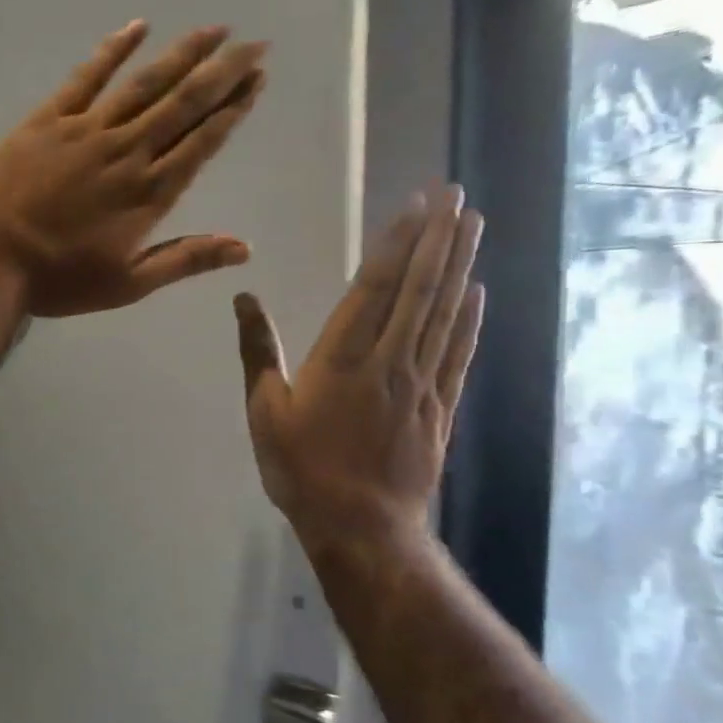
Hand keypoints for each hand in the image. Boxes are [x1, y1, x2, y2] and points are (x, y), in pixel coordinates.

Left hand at [0, 20, 268, 317]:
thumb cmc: (59, 278)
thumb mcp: (127, 284)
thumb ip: (185, 260)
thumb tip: (244, 248)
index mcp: (149, 192)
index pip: (202, 142)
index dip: (232, 110)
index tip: (257, 81)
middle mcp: (128, 151)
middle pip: (184, 103)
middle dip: (222, 72)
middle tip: (254, 45)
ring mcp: (88, 130)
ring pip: (145, 83)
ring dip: (183, 54)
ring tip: (215, 30)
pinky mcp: (49, 120)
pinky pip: (87, 76)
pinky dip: (113, 49)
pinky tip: (138, 26)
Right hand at [235, 187, 484, 545]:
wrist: (362, 527)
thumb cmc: (302, 469)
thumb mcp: (264, 411)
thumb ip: (258, 353)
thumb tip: (244, 300)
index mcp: (343, 359)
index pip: (375, 287)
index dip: (396, 243)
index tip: (416, 205)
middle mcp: (390, 360)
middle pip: (420, 290)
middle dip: (438, 238)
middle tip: (455, 196)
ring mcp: (422, 383)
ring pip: (445, 313)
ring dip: (460, 266)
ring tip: (473, 225)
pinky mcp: (441, 407)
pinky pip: (459, 353)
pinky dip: (470, 319)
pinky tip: (478, 293)